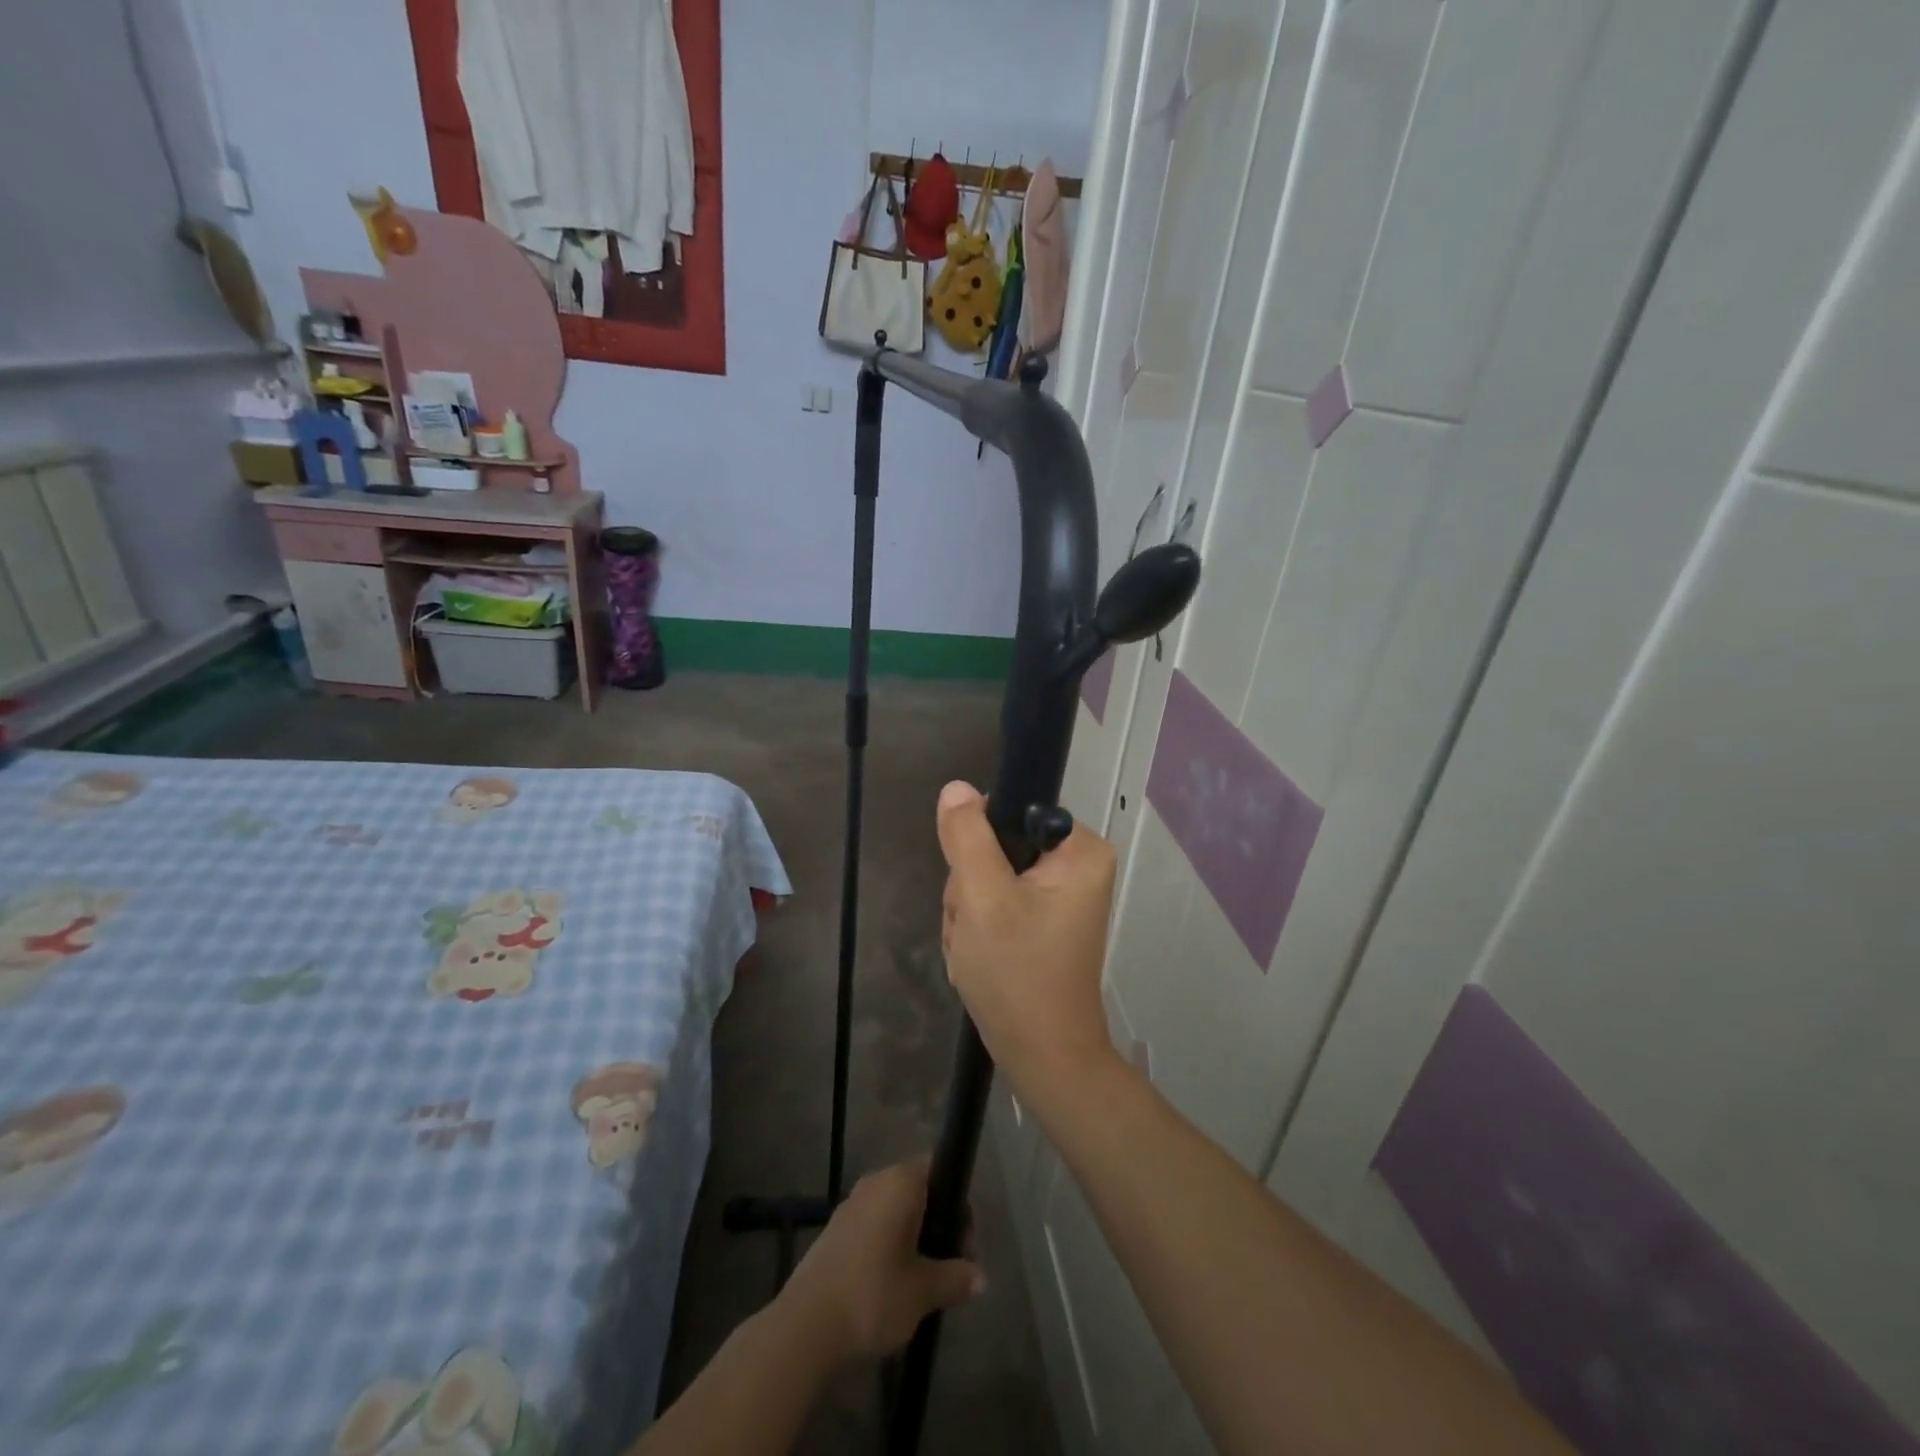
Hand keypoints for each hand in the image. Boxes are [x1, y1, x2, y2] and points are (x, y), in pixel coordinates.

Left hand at [778, 1156, 983, 1365]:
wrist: (805, 1328)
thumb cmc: (872, 1296)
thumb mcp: (923, 1291)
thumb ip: (955, 1278)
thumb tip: (980, 1277)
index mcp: (900, 1182)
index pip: (940, 1170)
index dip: (959, 1206)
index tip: (964, 1249)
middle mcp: (875, 1182)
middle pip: (919, 1191)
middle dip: (939, 1226)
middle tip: (950, 1271)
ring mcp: (851, 1205)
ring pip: (895, 1211)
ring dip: (914, 1238)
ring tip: (923, 1284)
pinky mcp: (834, 1231)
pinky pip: (874, 1226)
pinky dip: (889, 1246)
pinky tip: (891, 1286)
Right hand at [936, 781, 1118, 1092]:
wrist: (1041, 1056)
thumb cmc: (1018, 973)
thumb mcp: (983, 898)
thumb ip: (967, 837)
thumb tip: (957, 789)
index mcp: (1079, 850)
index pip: (1012, 811)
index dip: (980, 842)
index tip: (975, 883)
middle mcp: (1076, 866)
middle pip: (997, 847)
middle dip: (972, 890)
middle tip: (976, 927)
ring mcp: (1059, 897)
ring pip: (989, 878)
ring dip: (970, 913)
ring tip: (978, 950)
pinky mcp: (1042, 922)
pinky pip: (996, 904)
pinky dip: (979, 930)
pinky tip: (980, 958)